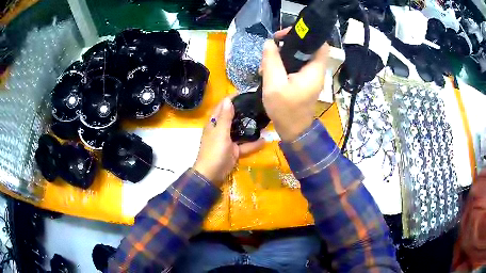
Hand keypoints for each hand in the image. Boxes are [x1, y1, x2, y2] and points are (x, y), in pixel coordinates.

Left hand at [193, 97, 264, 185]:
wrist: (212, 175)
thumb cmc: (214, 152)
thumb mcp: (220, 133)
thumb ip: (225, 117)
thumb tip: (228, 100)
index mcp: (214, 123)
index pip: (222, 106)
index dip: (232, 98)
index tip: (246, 92)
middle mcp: (220, 129)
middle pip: (232, 117)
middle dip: (243, 110)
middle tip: (258, 104)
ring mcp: (228, 140)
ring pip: (240, 130)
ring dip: (249, 126)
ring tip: (263, 118)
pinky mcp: (234, 151)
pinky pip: (245, 145)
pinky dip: (253, 144)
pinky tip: (264, 140)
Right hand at [261, 29, 328, 141]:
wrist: (292, 131)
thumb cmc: (285, 110)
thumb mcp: (274, 85)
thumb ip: (272, 61)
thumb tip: (269, 43)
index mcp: (314, 71)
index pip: (321, 45)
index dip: (307, 35)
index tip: (287, 35)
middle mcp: (316, 71)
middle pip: (309, 48)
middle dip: (291, 43)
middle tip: (274, 44)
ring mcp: (311, 77)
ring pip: (301, 57)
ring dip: (285, 54)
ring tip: (269, 58)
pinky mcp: (305, 82)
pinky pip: (297, 66)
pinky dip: (285, 63)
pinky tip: (271, 69)